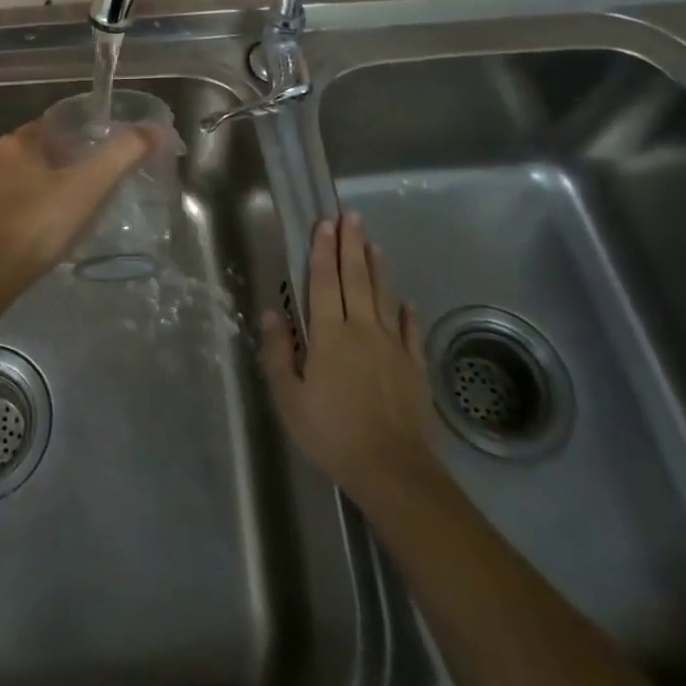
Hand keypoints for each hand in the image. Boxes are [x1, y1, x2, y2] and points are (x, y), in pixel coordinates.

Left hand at [0, 120, 152, 297]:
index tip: (87, 162)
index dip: (69, 142)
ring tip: (48, 220)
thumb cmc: (36, 225)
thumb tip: (155, 129)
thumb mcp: (89, 189)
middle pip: (24, 156)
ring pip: (3, 184)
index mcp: (16, 144)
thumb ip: (122, 157)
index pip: (46, 129)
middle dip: (46, 169)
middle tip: (74, 195)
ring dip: (22, 194)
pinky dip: (3, 220)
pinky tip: (19, 241)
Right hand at [260, 214, 444, 505]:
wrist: (392, 469)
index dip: (323, 251)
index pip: (325, 281)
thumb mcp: (290, 399)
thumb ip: (278, 353)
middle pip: (355, 278)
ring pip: (382, 296)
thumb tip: (271, 313)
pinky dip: (405, 312)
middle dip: (351, 245)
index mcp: (329, 334)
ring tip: (373, 243)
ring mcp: (392, 346)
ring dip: (376, 267)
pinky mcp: (413, 366)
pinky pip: (409, 331)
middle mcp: (362, 329)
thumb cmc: (332, 434)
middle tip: (351, 216)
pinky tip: (405, 301)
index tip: (324, 223)